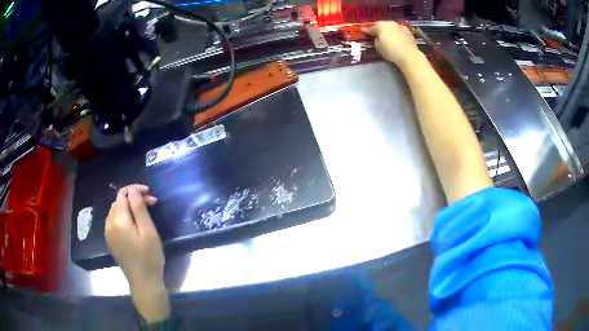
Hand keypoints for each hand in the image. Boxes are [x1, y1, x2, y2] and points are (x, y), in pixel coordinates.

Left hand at [105, 184, 168, 322]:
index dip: (135, 190)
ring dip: (129, 207)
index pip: (122, 194)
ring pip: (116, 211)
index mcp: (118, 220)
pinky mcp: (111, 241)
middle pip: (118, 202)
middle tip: (151, 204)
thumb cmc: (149, 258)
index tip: (150, 194)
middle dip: (133, 199)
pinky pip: (115, 221)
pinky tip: (135, 224)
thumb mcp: (148, 232)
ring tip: (144, 213)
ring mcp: (108, 233)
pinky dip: (124, 217)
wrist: (144, 283)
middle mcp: (109, 224)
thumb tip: (133, 190)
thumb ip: (139, 208)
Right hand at [364, 21, 420, 68]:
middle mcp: (390, 23)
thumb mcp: (378, 47)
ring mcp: (400, 26)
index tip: (363, 31)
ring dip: (389, 30)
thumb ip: (376, 40)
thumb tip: (378, 38)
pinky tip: (397, 37)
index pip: (371, 28)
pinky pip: (400, 31)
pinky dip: (397, 33)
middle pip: (382, 25)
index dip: (367, 30)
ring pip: (392, 27)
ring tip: (388, 35)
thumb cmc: (390, 51)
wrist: (408, 55)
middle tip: (377, 33)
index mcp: (380, 25)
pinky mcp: (408, 32)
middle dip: (379, 29)